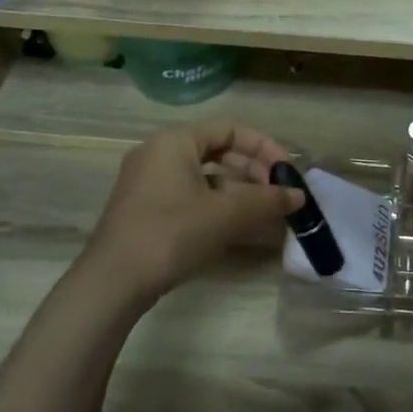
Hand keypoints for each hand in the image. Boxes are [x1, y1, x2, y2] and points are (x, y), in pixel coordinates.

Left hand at [84, 123, 303, 300]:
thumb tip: (299, 196)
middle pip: (218, 150)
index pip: (231, 129)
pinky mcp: (145, 207)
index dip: (265, 148)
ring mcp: (148, 181)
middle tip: (278, 195)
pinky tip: (234, 226)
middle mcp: (158, 152)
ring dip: (238, 190)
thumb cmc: (172, 234)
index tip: (287, 174)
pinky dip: (216, 203)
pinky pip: (189, 193)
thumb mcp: (227, 215)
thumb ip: (267, 201)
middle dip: (253, 170)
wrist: (113, 282)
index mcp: (175, 140)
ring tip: (263, 213)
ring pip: (205, 175)